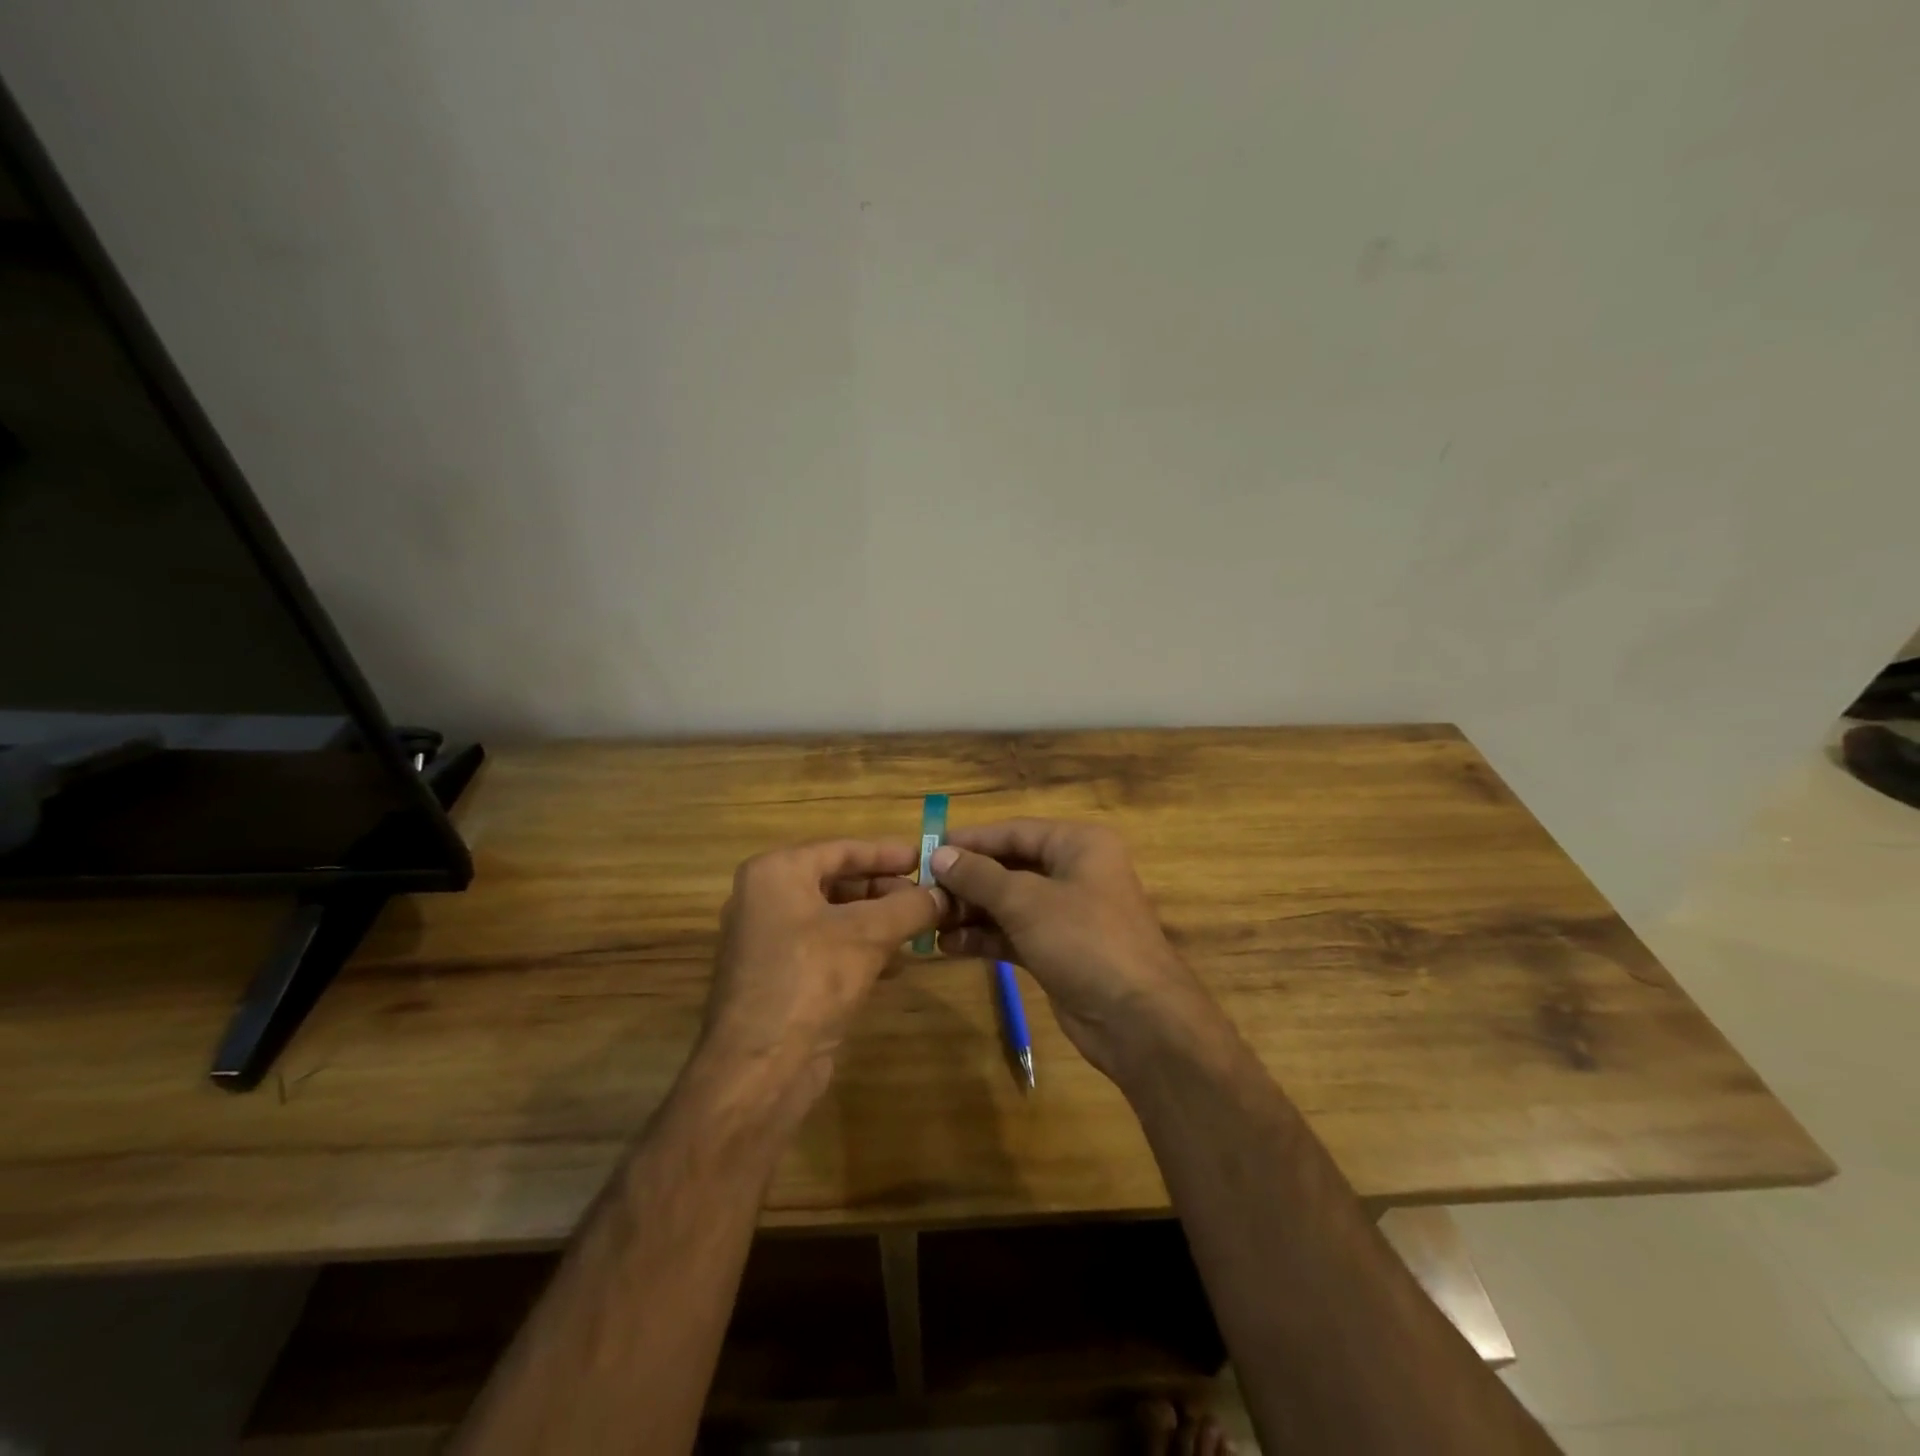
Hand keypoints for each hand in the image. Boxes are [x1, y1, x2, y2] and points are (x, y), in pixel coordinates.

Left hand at [697, 839, 945, 1116]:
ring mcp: (768, 940)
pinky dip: (860, 949)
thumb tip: (945, 894)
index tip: (925, 858)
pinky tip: (896, 963)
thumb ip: (910, 906)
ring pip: (834, 917)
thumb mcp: (869, 934)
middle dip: (885, 889)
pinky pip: (826, 948)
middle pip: (837, 881)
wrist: (759, 1068)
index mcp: (776, 873)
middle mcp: (765, 899)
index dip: (887, 853)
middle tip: (928, 896)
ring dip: (877, 921)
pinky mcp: (778, 977)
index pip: (842, 849)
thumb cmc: (811, 979)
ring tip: (920, 927)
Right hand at [929, 820, 1217, 1081]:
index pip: (1014, 831)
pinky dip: (985, 937)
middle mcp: (1075, 872)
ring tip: (930, 921)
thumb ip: (979, 877)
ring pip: (1010, 903)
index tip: (927, 848)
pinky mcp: (1060, 950)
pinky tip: (950, 945)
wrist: (1138, 1020)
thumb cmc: (1085, 940)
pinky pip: (1015, 934)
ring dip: (971, 911)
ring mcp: (1068, 914)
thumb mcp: (1027, 901)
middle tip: (924, 891)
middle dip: (968, 880)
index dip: (971, 840)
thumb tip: (940, 854)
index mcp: (1078, 844)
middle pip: (1010, 867)